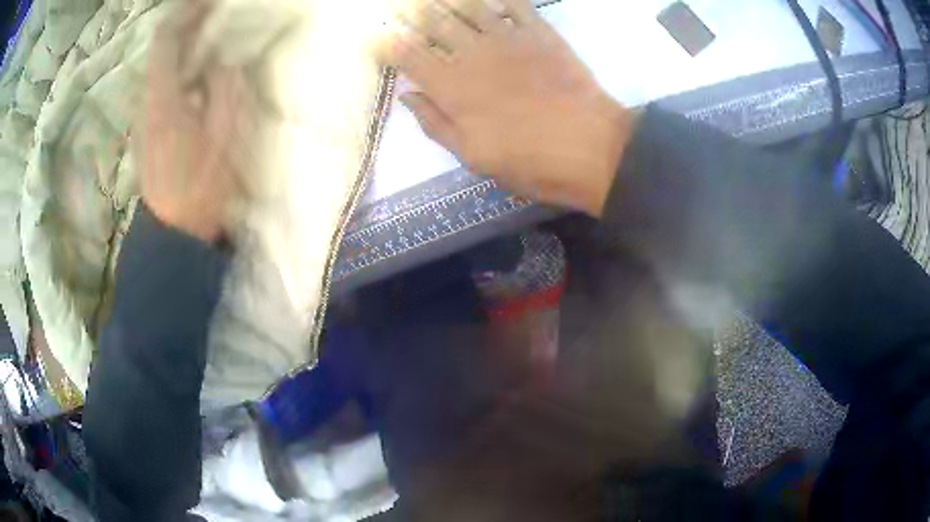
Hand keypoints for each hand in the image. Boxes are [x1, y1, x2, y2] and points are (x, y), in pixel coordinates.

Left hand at [135, 2, 246, 241]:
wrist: (174, 231)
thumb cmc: (200, 186)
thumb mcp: (222, 135)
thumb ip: (223, 89)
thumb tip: (222, 62)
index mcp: (162, 99)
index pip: (165, 40)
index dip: (185, 13)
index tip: (207, 2)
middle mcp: (146, 102)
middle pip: (161, 51)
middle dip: (187, 27)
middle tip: (216, 18)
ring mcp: (144, 118)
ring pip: (161, 69)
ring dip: (185, 49)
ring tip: (211, 41)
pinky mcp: (147, 130)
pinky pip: (162, 87)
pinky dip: (180, 71)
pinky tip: (198, 76)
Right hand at [383, 0, 637, 216]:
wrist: (592, 149)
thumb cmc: (530, 162)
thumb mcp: (474, 158)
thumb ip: (436, 123)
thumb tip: (408, 96)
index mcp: (452, 88)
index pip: (408, 57)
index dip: (387, 44)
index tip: (372, 36)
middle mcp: (473, 54)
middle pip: (434, 24)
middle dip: (410, 11)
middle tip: (397, 4)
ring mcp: (508, 39)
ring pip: (468, 8)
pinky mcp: (541, 34)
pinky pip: (515, 5)